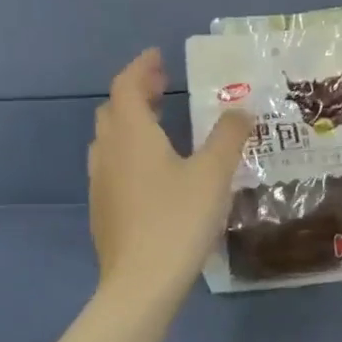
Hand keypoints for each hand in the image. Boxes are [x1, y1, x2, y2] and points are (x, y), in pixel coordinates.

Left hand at [89, 48, 252, 305]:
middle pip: (113, 110)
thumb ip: (229, 136)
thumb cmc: (178, 221)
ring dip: (130, 123)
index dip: (141, 67)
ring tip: (159, 125)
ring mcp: (101, 183)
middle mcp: (109, 152)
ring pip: (109, 139)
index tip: (159, 57)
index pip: (126, 86)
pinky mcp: (103, 210)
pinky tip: (152, 171)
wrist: (141, 284)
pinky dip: (129, 152)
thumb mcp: (214, 174)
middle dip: (136, 92)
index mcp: (132, 135)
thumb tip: (240, 109)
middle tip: (163, 87)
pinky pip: (112, 166)